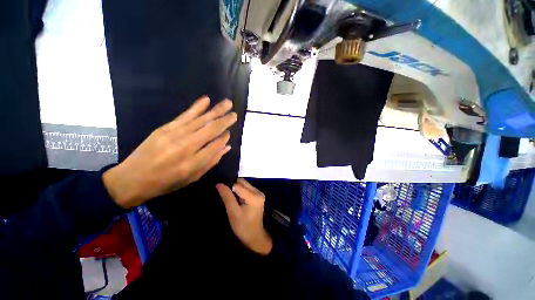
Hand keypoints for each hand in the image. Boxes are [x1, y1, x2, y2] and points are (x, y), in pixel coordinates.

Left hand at [103, 96, 236, 208]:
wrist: (132, 178)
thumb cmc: (166, 182)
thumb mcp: (192, 177)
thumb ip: (211, 161)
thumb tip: (226, 146)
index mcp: (193, 163)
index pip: (216, 145)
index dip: (224, 137)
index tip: (229, 133)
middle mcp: (186, 146)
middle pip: (210, 129)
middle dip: (225, 120)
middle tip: (235, 114)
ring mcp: (174, 135)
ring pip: (200, 120)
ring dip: (215, 110)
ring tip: (227, 103)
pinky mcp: (165, 128)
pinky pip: (185, 115)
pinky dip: (197, 107)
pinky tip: (206, 100)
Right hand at [216, 179, 272, 255]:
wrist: (254, 236)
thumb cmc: (243, 227)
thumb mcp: (233, 212)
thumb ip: (227, 197)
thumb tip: (219, 184)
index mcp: (254, 196)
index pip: (238, 185)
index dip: (228, 187)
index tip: (221, 192)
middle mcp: (258, 192)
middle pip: (242, 182)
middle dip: (233, 186)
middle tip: (226, 196)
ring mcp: (259, 193)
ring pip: (245, 184)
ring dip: (237, 189)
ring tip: (231, 198)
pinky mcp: (258, 195)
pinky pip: (247, 188)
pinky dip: (241, 191)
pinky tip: (237, 199)